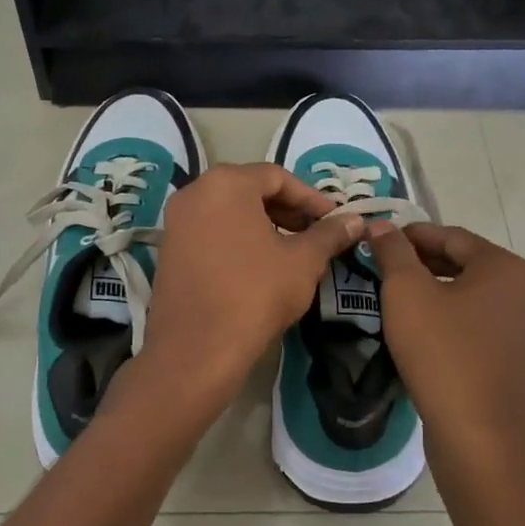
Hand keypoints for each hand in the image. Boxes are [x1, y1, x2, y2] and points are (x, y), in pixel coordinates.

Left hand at [135, 163, 364, 416]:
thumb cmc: (255, 293)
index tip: (335, 220)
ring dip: (265, 225)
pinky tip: (261, 266)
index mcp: (226, 183)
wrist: (197, 349)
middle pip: (251, 190)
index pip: (278, 176)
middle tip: (317, 234)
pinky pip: (211, 231)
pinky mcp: (169, 250)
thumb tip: (355, 221)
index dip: (312, 198)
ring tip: (294, 251)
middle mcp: (195, 192)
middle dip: (288, 210)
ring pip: (230, 211)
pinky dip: (239, 239)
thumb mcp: (303, 262)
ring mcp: (176, 221)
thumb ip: (329, 235)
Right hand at [365, 223, 524, 490]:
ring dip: (435, 291)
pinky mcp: (516, 360)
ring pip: (471, 296)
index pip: (451, 236)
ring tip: (395, 297)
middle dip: (422, 262)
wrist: (477, 436)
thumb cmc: (441, 353)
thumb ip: (393, 252)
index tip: (378, 239)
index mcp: (505, 268)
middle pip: (465, 264)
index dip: (411, 235)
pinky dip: (450, 318)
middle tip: (381, 267)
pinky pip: (478, 325)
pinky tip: (420, 331)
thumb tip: (382, 226)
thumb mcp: (406, 293)